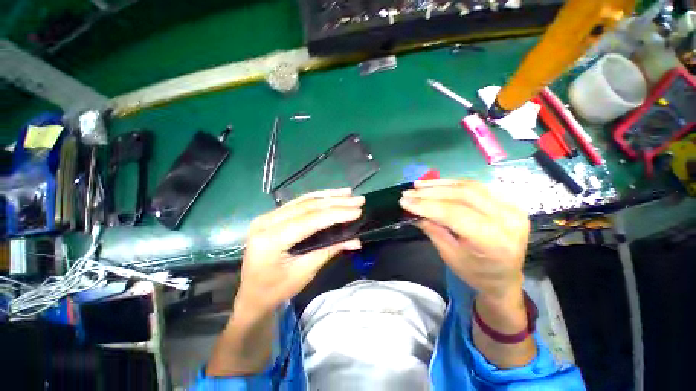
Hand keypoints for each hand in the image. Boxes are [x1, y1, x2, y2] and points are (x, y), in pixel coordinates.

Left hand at [235, 188, 363, 318]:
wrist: (252, 294)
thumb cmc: (276, 289)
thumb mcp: (305, 272)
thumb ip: (329, 250)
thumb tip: (356, 240)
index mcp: (271, 240)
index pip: (310, 220)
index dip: (336, 214)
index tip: (357, 210)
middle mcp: (267, 222)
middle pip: (307, 206)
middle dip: (336, 202)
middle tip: (358, 199)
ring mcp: (268, 216)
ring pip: (303, 200)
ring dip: (328, 196)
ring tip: (348, 193)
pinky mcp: (272, 216)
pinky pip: (298, 203)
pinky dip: (317, 198)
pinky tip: (330, 195)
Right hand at [399, 179, 529, 302]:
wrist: (504, 277)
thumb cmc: (475, 272)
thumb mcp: (449, 255)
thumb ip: (433, 229)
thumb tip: (414, 211)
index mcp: (495, 242)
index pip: (456, 214)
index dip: (427, 205)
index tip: (404, 202)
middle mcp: (508, 220)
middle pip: (463, 196)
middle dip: (430, 193)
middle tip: (408, 193)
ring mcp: (511, 207)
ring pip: (468, 187)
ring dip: (439, 185)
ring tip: (417, 186)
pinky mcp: (507, 201)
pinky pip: (475, 187)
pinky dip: (451, 184)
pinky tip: (434, 184)